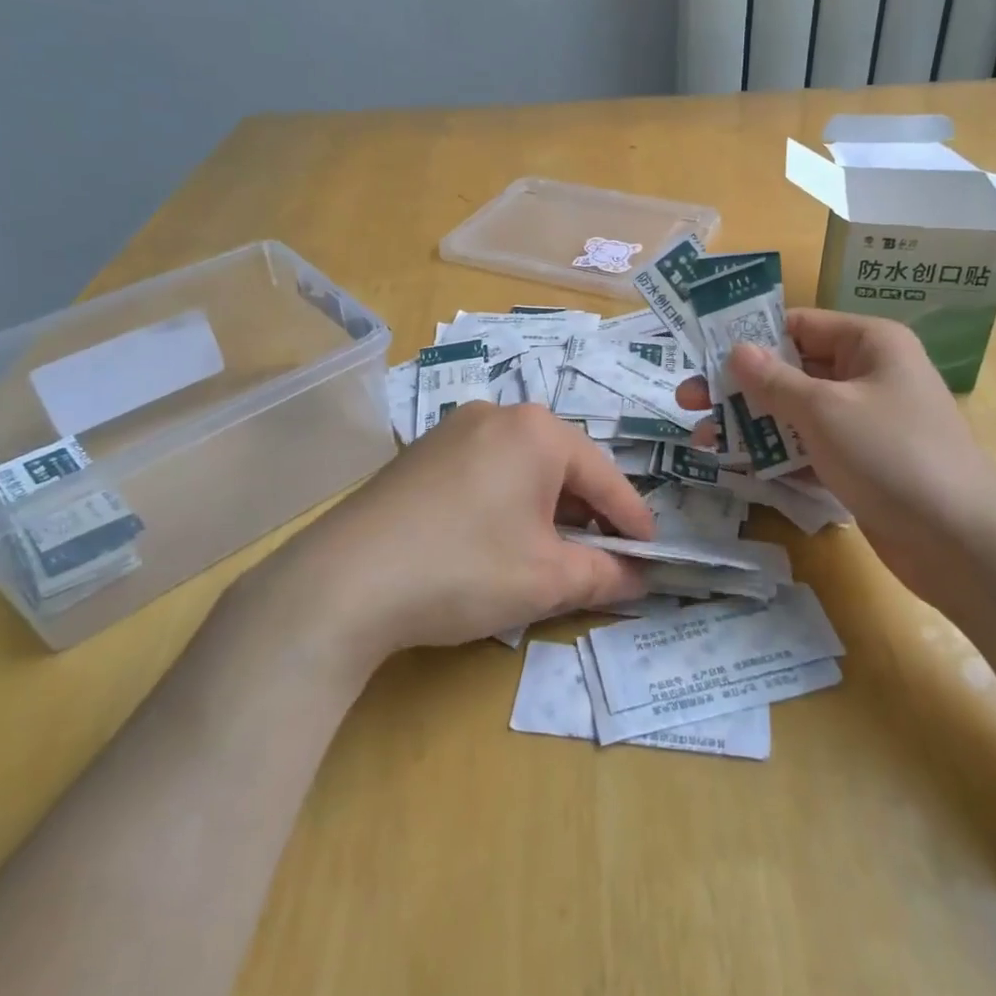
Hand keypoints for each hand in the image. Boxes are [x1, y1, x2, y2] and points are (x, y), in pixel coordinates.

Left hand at [250, 403, 654, 666]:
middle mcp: (497, 414)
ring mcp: (453, 429)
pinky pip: (485, 471)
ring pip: (522, 467)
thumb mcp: (546, 580)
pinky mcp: (421, 453)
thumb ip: (604, 575)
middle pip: (562, 466)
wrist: (344, 581)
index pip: (604, 476)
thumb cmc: (463, 569)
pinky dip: (506, 503)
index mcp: (537, 431)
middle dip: (587, 513)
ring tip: (550, 553)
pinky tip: (496, 541)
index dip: (632, 519)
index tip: (652, 552)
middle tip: (601, 557)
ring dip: (545, 509)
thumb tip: (638, 577)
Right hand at [680, 309, 995, 599]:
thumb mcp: (825, 410)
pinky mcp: (859, 464)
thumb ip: (774, 380)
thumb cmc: (892, 455)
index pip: (798, 325)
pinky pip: (808, 448)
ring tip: (702, 438)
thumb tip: (737, 350)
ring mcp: (863, 423)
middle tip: (687, 400)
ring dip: (751, 424)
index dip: (749, 337)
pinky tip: (734, 465)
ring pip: (795, 413)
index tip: (701, 354)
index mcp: (869, 343)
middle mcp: (867, 375)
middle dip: (740, 387)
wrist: (960, 542)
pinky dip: (775, 454)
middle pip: (791, 371)